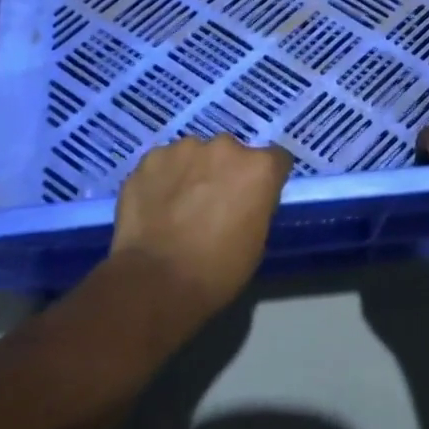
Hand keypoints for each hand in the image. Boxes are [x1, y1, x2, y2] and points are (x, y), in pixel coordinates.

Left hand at [111, 135, 290, 315]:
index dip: (266, 179)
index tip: (256, 197)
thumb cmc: (217, 270)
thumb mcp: (256, 242)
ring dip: (193, 171)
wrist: (156, 281)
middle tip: (212, 203)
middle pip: (232, 153)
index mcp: (259, 168)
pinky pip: (164, 162)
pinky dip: (163, 178)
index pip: (276, 159)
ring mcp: (185, 148)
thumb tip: (245, 199)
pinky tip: (155, 205)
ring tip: (179, 205)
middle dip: (225, 172)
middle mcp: (225, 146)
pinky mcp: (152, 157)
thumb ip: (256, 205)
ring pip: (195, 154)